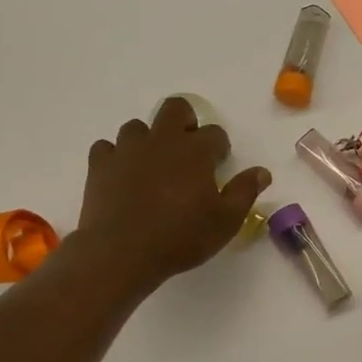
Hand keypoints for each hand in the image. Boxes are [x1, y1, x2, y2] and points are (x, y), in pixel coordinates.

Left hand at [77, 98, 270, 291]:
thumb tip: (262, 172)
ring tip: (153, 166)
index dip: (219, 148)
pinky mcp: (99, 165)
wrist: (122, 253)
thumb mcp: (226, 221)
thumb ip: (244, 192)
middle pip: (175, 109)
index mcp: (195, 151)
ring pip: (137, 126)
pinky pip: (107, 148)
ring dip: (148, 140)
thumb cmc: (181, 237)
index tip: (218, 166)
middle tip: (188, 150)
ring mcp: (127, 150)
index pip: (215, 133)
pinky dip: (116, 157)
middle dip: (185, 121)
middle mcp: (161, 141)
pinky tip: (122, 176)